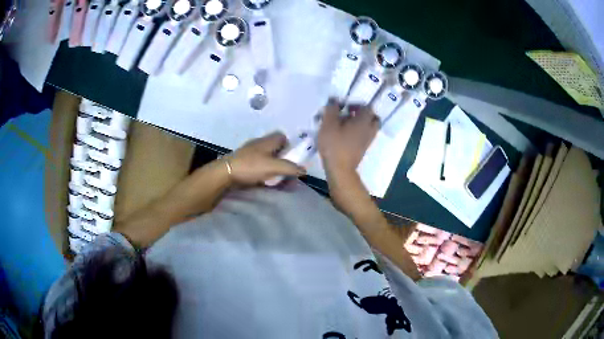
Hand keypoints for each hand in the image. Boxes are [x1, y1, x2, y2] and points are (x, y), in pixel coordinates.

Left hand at [227, 132, 305, 184]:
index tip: (293, 157)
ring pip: (267, 156)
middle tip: (287, 170)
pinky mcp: (244, 162)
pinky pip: (258, 164)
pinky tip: (265, 180)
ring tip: (277, 177)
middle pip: (275, 148)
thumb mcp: (274, 166)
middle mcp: (259, 144)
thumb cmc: (250, 166)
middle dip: (283, 158)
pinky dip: (264, 171)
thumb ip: (290, 168)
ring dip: (273, 166)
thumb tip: (304, 170)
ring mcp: (250, 153)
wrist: (225, 173)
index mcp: (267, 141)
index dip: (290, 145)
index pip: (282, 136)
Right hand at [317, 100, 378, 177]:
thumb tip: (335, 99)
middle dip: (363, 114)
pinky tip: (345, 135)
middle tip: (349, 115)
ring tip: (346, 125)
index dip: (358, 104)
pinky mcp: (363, 149)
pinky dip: (358, 133)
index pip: (368, 107)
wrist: (340, 169)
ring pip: (369, 128)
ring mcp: (367, 141)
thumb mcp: (328, 124)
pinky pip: (364, 136)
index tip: (346, 107)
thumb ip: (332, 109)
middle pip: (373, 118)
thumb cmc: (334, 144)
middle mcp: (369, 130)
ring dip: (360, 124)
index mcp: (363, 121)